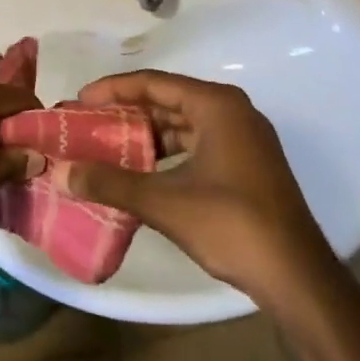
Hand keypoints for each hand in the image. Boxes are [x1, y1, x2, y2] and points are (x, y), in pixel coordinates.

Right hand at [66, 72, 347, 319]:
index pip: (153, 83)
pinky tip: (140, 171)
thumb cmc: (232, 225)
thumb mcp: (164, 202)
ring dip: (145, 134)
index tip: (79, 102)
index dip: (112, 89)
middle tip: (87, 124)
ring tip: (106, 146)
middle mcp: (233, 112)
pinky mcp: (246, 165)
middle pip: (167, 100)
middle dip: (126, 112)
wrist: (297, 277)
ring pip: (182, 124)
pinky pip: (196, 144)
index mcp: (217, 106)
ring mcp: (244, 139)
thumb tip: (62, 172)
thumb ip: (111, 183)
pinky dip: (166, 152)